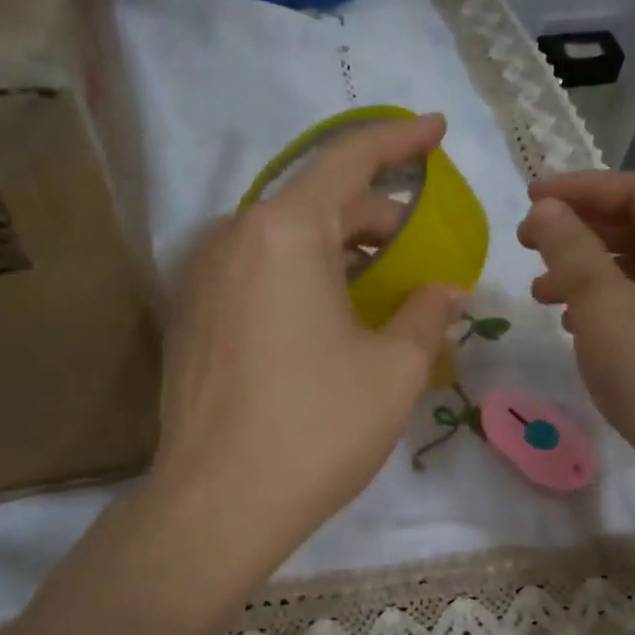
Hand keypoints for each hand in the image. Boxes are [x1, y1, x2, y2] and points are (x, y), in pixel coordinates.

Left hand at [150, 115, 463, 574]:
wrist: (217, 504)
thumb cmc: (316, 428)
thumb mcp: (393, 369)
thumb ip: (425, 313)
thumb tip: (445, 288)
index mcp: (284, 232)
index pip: (349, 160)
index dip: (399, 140)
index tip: (436, 131)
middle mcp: (233, 238)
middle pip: (315, 204)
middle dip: (374, 217)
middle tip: (419, 247)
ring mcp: (201, 277)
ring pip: (283, 241)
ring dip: (336, 251)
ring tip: (379, 285)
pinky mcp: (189, 317)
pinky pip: (255, 274)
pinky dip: (299, 277)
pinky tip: (327, 318)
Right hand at [518, 171, 634, 492]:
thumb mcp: (604, 308)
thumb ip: (572, 250)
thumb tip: (547, 208)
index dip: (577, 192)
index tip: (528, 203)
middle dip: (580, 236)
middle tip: (528, 247)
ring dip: (590, 274)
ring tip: (542, 294)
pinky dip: (613, 305)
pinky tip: (579, 325)